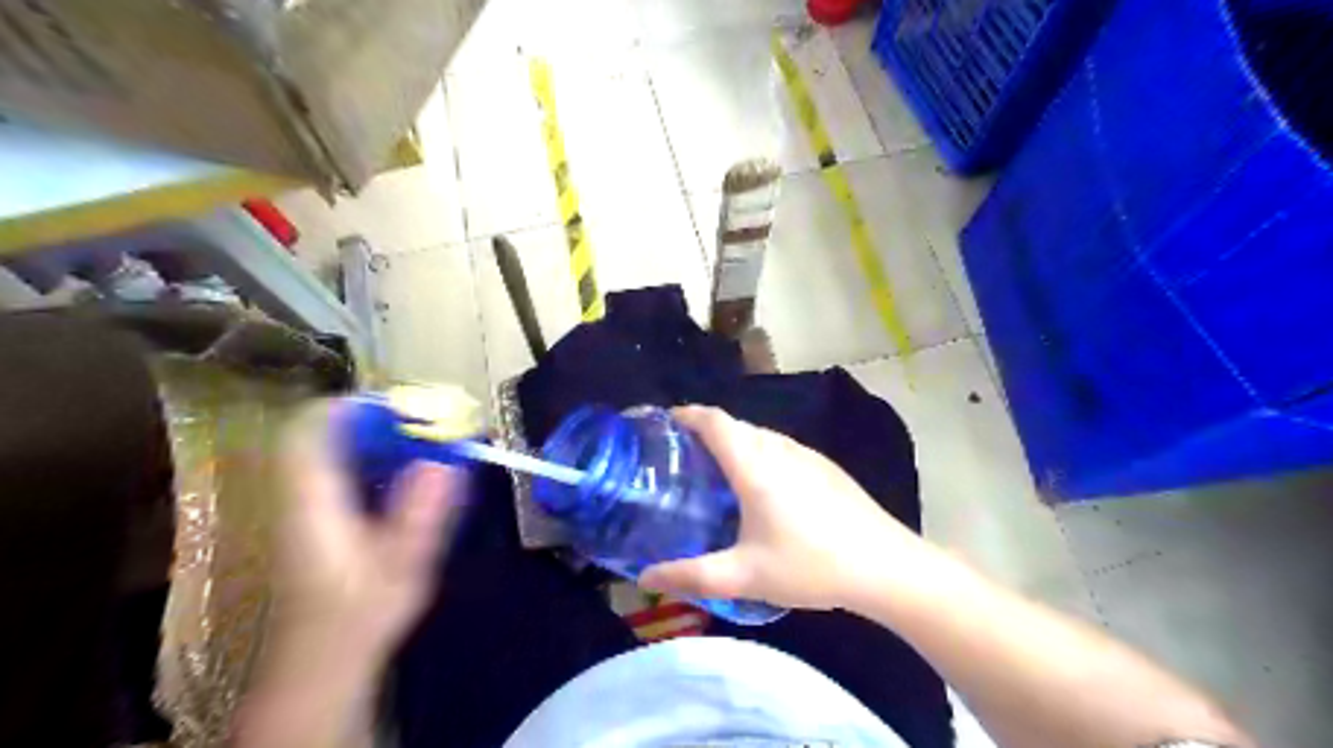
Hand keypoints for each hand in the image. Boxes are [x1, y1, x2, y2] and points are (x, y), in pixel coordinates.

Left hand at [273, 402, 463, 658]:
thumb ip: (421, 515)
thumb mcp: (400, 568)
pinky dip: (377, 460)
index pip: (310, 432)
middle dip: (379, 420)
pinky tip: (411, 475)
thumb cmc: (359, 617)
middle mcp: (301, 497)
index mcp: (312, 504)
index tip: (404, 407)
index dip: (353, 407)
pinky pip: (344, 471)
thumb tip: (446, 463)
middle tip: (428, 424)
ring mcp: (306, 507)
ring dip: (380, 438)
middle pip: (326, 435)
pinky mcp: (319, 519)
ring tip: (426, 442)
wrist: (322, 663)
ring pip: (335, 451)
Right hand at [641, 407, 923, 608]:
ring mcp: (807, 455)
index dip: (687, 415)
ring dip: (734, 444)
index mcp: (755, 464)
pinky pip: (781, 448)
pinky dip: (758, 454)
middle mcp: (780, 448)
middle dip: (705, 432)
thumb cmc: (810, 565)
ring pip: (760, 436)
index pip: (714, 421)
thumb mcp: (744, 576)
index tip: (664, 423)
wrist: (886, 566)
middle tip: (681, 459)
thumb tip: (646, 578)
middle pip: (735, 426)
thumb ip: (691, 577)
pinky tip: (762, 489)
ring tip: (716, 473)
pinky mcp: (826, 467)